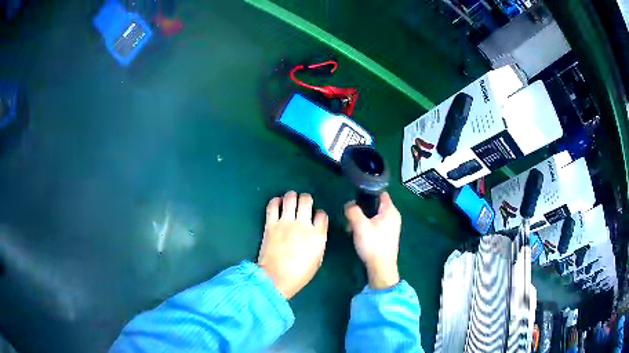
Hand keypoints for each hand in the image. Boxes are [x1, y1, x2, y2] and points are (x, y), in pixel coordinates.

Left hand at [258, 191, 328, 298]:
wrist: (275, 278)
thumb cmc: (299, 274)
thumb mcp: (317, 259)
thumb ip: (318, 242)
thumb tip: (315, 232)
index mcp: (317, 235)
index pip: (322, 215)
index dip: (319, 214)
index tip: (316, 217)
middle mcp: (302, 225)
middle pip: (306, 200)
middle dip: (306, 198)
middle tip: (303, 202)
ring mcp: (285, 223)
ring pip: (290, 198)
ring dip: (292, 196)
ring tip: (290, 199)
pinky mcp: (270, 224)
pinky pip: (272, 205)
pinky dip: (275, 201)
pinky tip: (277, 202)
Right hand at [345, 192, 400, 289]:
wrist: (381, 267)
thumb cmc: (373, 244)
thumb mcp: (359, 225)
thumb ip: (353, 211)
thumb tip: (349, 205)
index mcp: (390, 210)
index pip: (380, 192)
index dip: (367, 193)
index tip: (354, 198)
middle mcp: (393, 216)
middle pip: (375, 205)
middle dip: (361, 209)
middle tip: (350, 216)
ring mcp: (391, 226)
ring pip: (374, 216)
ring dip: (362, 219)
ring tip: (352, 227)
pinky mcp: (387, 235)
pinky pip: (376, 225)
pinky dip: (367, 227)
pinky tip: (358, 235)